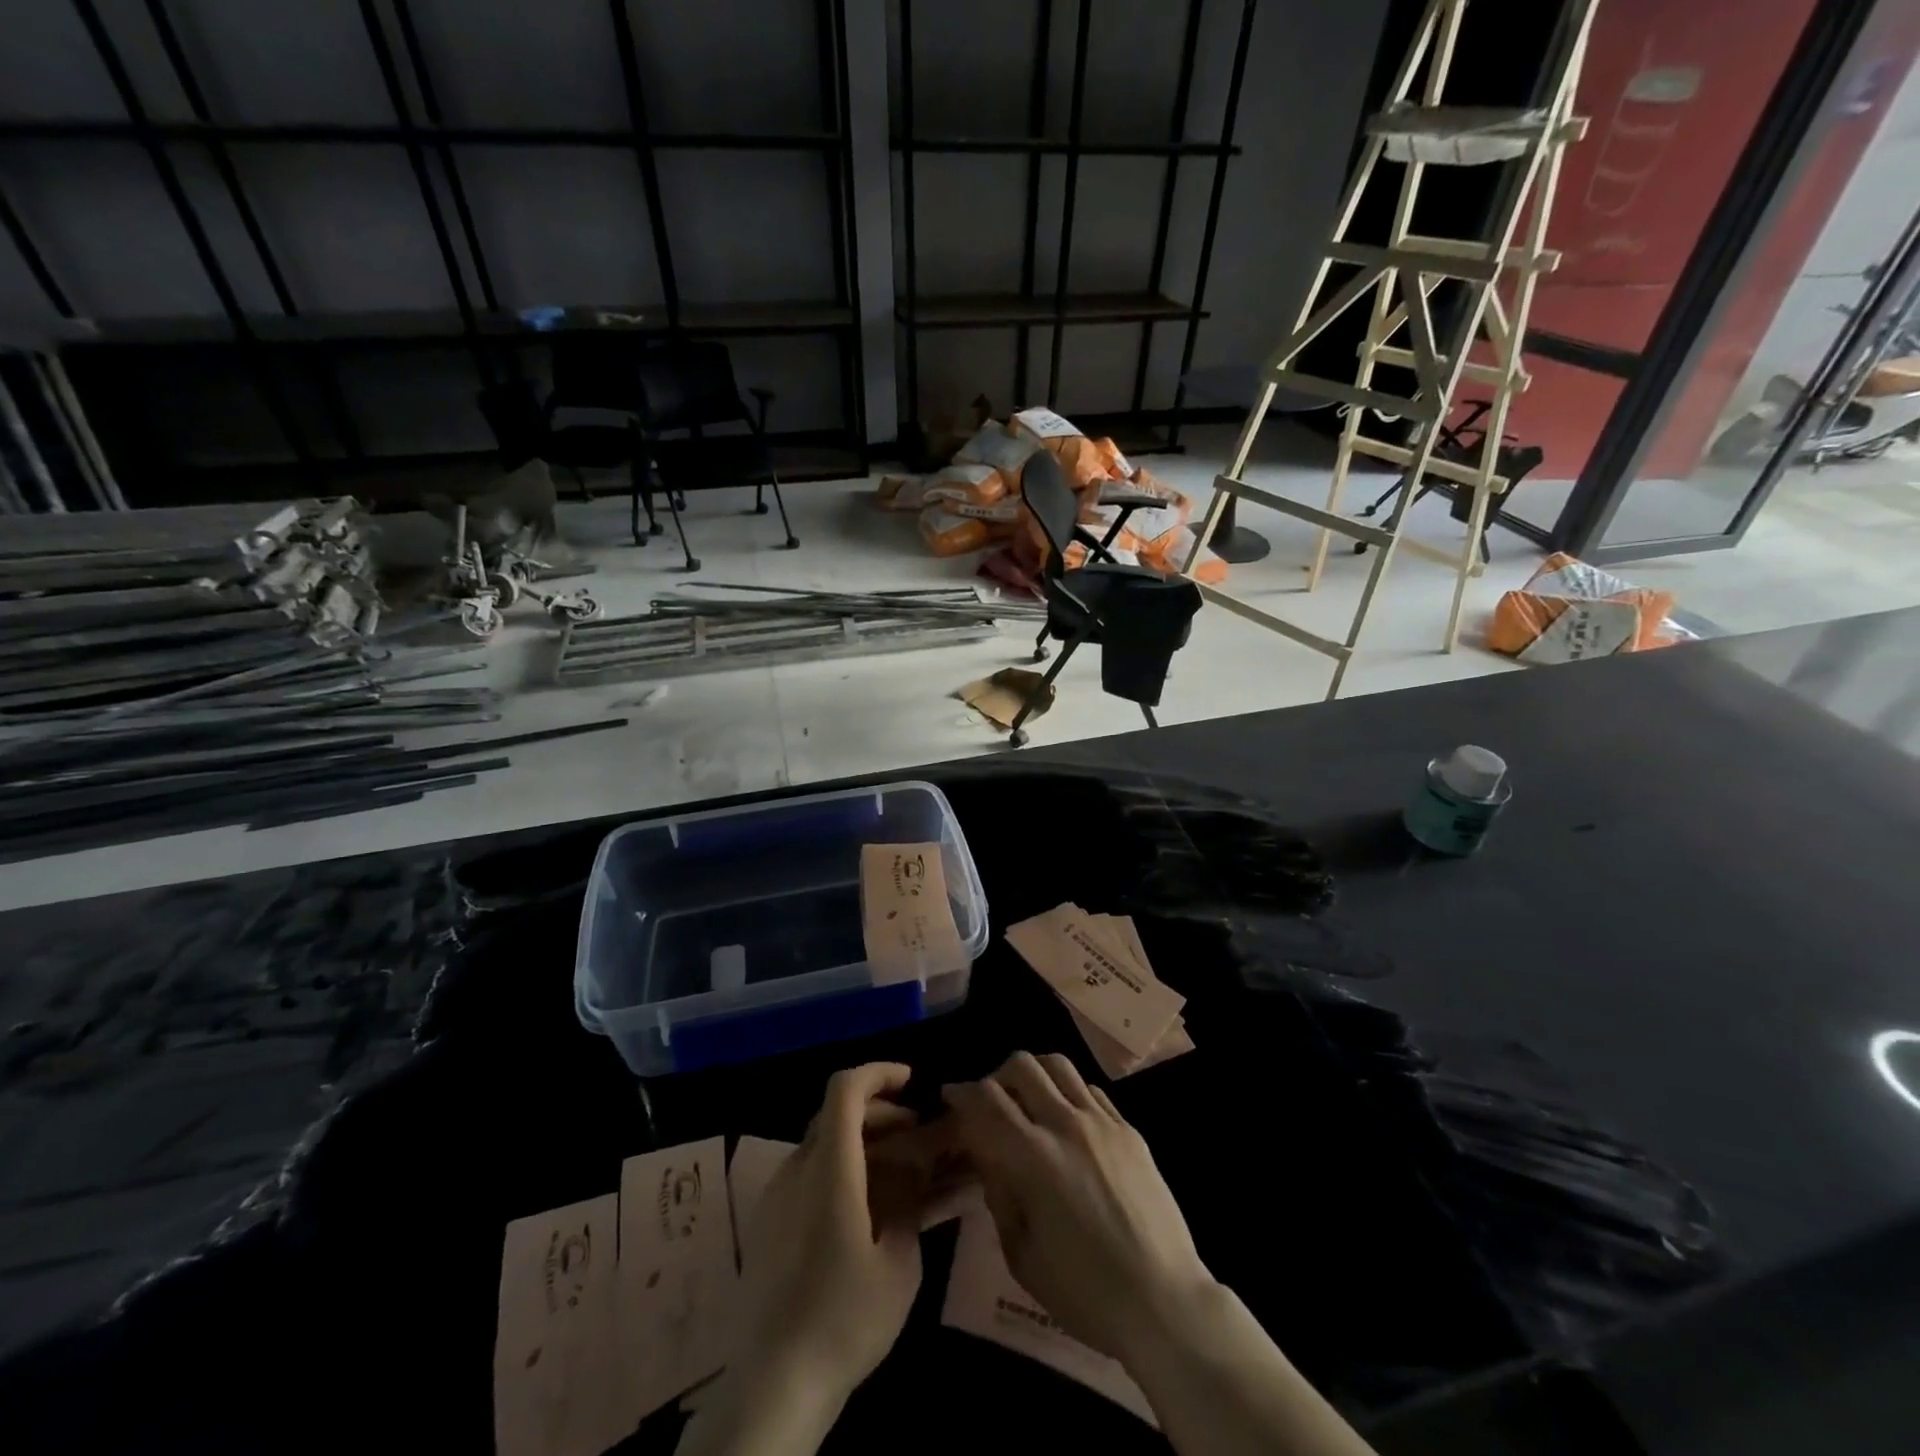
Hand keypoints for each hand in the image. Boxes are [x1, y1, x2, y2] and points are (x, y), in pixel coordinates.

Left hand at [731, 1063, 923, 1402]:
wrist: (773, 1387)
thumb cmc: (845, 1320)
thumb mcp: (899, 1264)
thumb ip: (909, 1203)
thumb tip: (916, 1168)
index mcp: (829, 1169)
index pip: (845, 1089)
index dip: (878, 1073)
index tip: (911, 1083)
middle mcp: (796, 1169)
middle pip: (835, 1113)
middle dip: (880, 1111)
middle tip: (917, 1133)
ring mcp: (776, 1196)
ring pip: (822, 1143)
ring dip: (861, 1142)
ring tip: (898, 1171)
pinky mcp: (767, 1223)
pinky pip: (808, 1174)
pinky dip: (840, 1169)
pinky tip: (865, 1206)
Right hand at [943, 1052, 1215, 1362]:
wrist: (1164, 1302)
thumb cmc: (1084, 1293)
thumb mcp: (1021, 1256)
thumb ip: (999, 1196)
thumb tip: (989, 1158)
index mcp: (1033, 1158)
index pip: (986, 1100)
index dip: (961, 1093)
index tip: (951, 1098)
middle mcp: (1066, 1125)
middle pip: (1022, 1066)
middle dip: (996, 1077)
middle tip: (991, 1103)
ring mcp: (1102, 1122)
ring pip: (1058, 1065)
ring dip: (1034, 1074)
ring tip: (1028, 1099)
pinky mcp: (1129, 1130)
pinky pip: (1090, 1089)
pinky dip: (1068, 1092)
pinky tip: (1067, 1120)